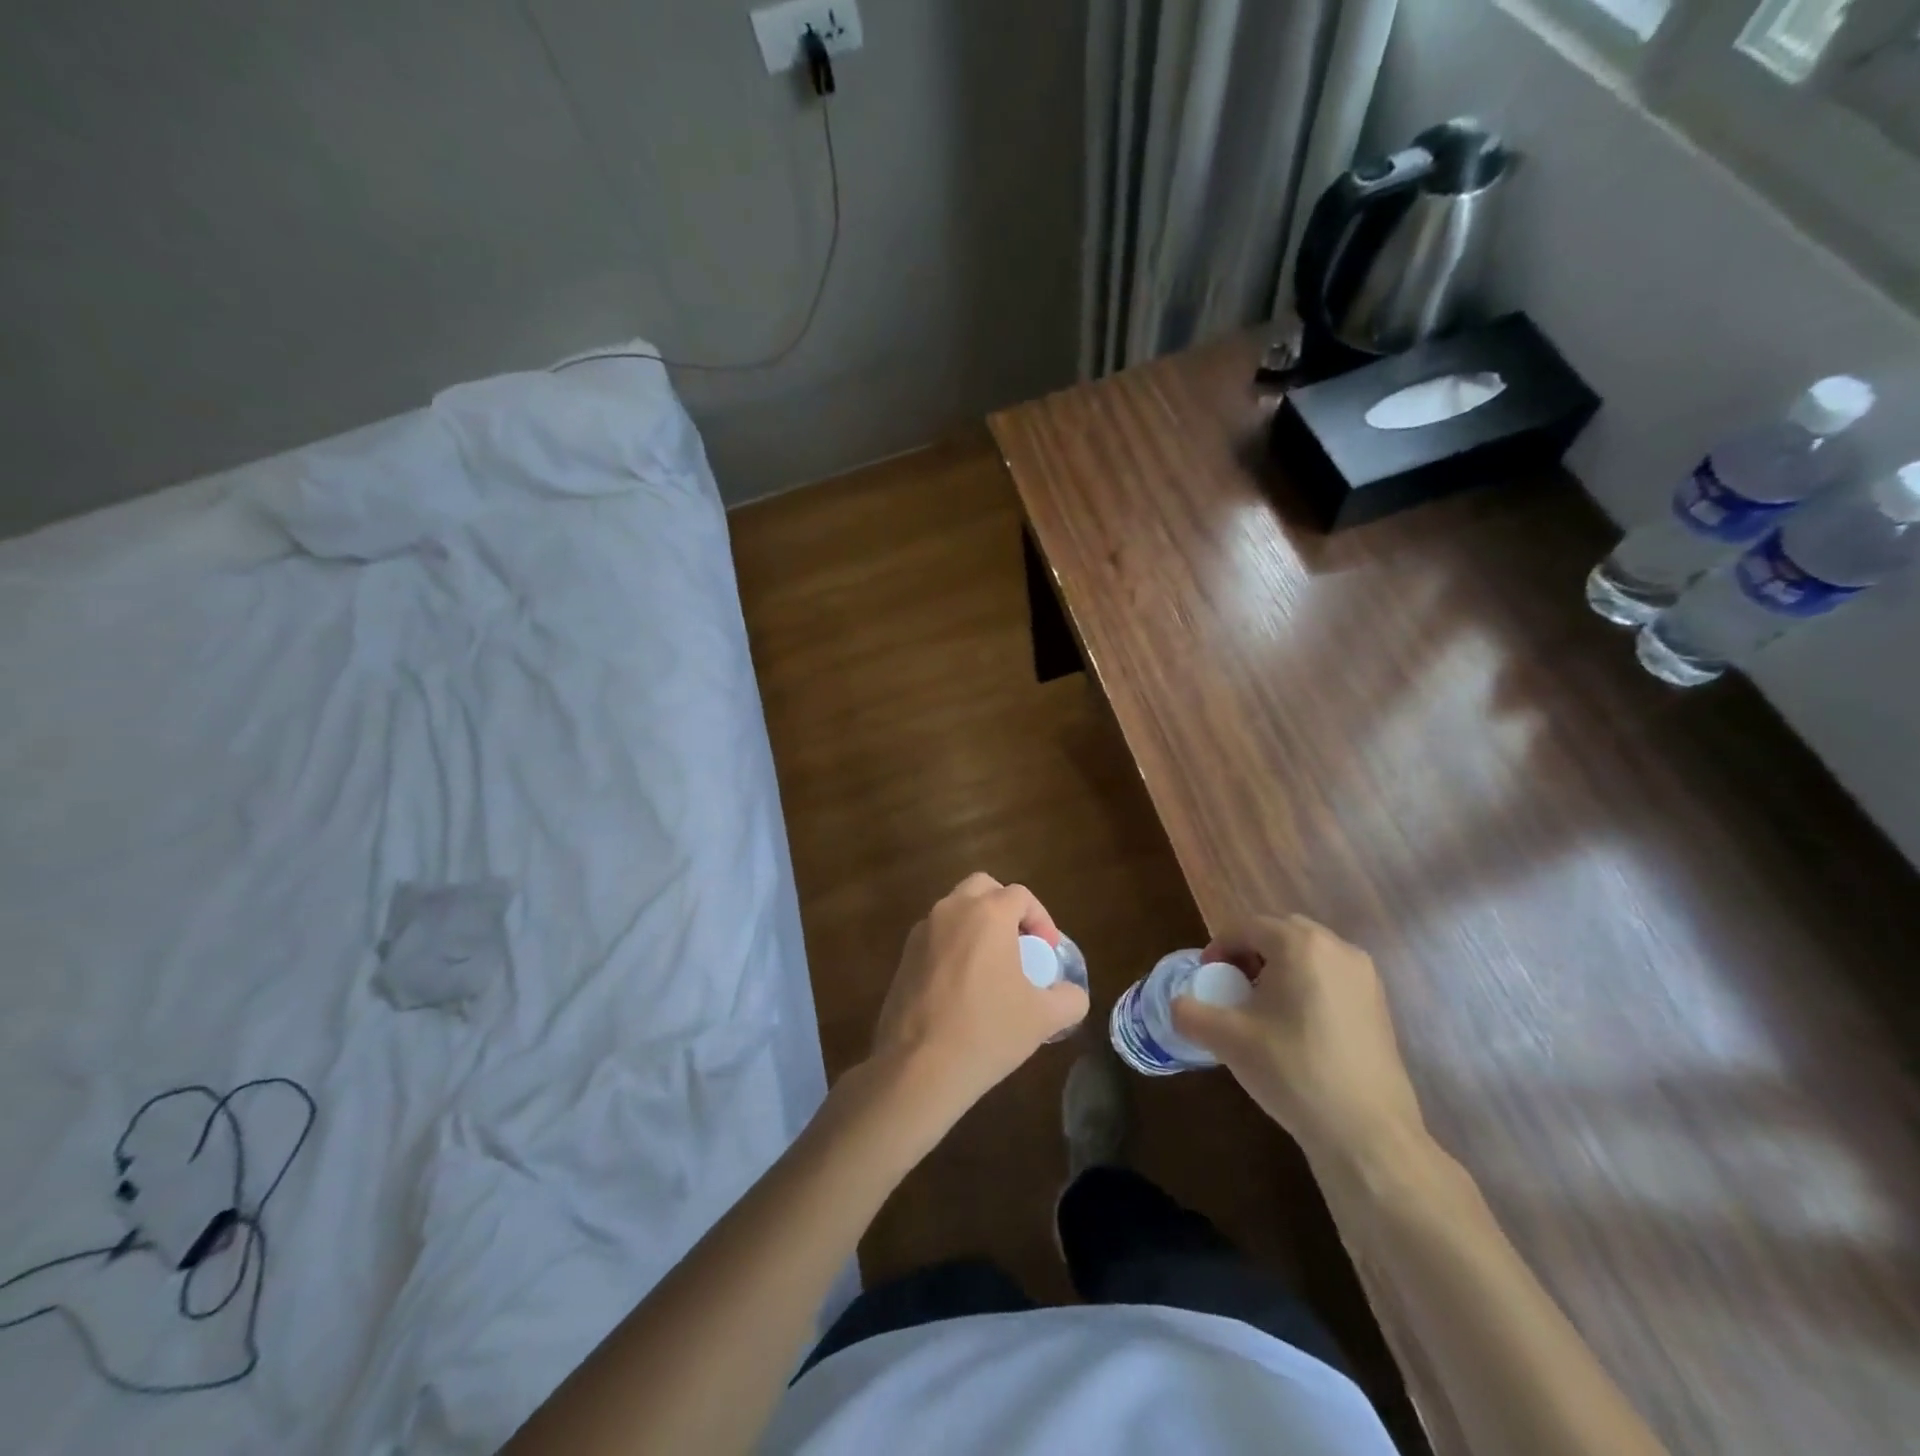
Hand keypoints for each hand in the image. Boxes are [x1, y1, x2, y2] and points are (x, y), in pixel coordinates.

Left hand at [868, 874, 1088, 1131]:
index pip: (1020, 895)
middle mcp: (951, 911)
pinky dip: (952, 947)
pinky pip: (935, 937)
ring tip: (991, 968)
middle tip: (1019, 944)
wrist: (919, 1067)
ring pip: (955, 910)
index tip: (1047, 951)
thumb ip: (1069, 998)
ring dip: (976, 926)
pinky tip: (961, 987)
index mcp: (987, 914)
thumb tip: (1071, 994)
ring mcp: (921, 932)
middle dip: (1004, 908)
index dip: (1041, 918)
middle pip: (983, 888)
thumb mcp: (1044, 1018)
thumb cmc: (987, 1031)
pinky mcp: (903, 956)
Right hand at [1170, 914, 1425, 1166]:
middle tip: (1233, 989)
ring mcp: (1365, 977)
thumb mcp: (1227, 1040)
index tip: (1207, 980)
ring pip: (1308, 955)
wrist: (1367, 1134)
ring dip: (1279, 969)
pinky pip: (1331, 977)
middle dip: (1250, 954)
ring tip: (1263, 1010)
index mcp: (1300, 945)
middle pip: (1279, 934)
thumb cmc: (1293, 1071)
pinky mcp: (1380, 1005)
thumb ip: (1190, 1013)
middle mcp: (1338, 948)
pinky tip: (1297, 1029)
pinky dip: (1306, 987)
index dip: (1219, 948)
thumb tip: (1178, 1006)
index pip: (1246, 927)